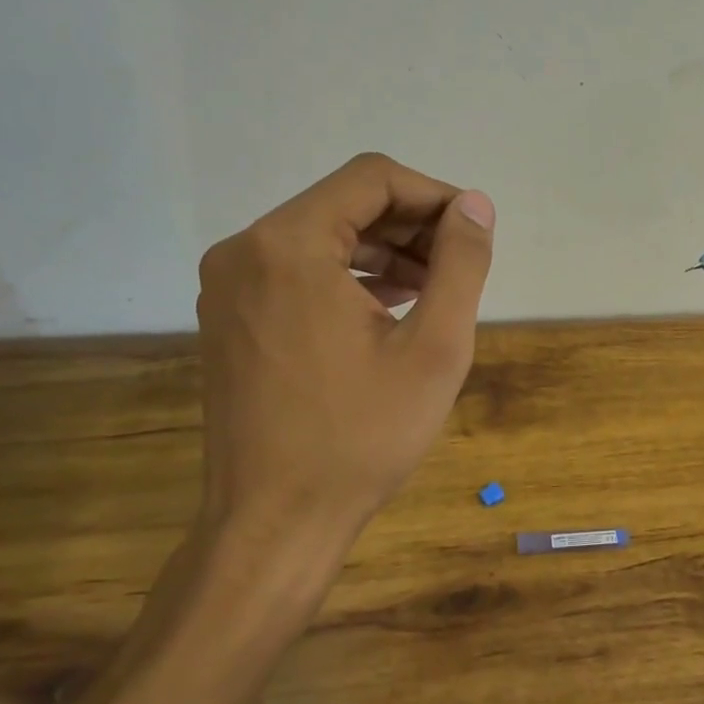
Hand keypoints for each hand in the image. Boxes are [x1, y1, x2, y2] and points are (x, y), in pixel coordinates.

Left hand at [195, 151, 496, 545]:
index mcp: (287, 246)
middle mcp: (244, 251)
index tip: (472, 233)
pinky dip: (348, 276)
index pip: (372, 179)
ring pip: (322, 236)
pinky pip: (297, 270)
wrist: (274, 524)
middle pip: (344, 204)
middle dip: (410, 226)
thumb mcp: (434, 348)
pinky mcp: (230, 317)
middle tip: (459, 265)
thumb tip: (474, 206)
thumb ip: (461, 264)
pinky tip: (390, 307)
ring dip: (383, 251)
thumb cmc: (360, 437)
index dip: (433, 196)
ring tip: (434, 288)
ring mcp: (229, 286)